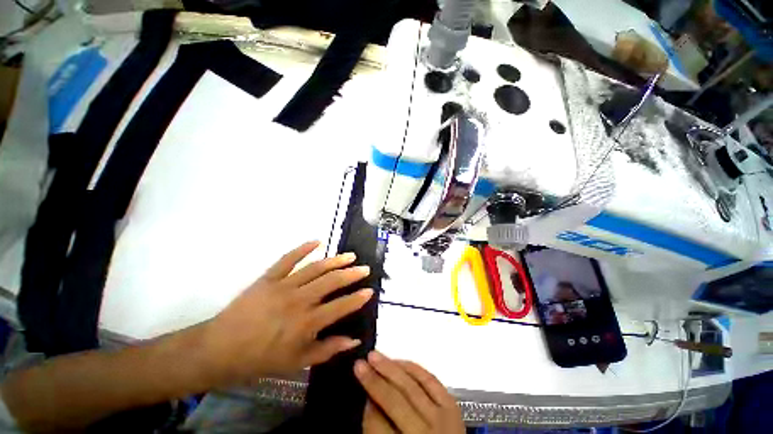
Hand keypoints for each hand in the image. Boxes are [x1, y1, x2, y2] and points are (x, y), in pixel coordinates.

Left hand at [201, 241, 372, 384]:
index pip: (340, 306)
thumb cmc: (261, 359)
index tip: (369, 291)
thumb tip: (354, 340)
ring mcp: (283, 285)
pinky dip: (303, 248)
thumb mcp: (297, 362)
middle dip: (352, 274)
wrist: (221, 349)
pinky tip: (317, 242)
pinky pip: (288, 259)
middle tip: (364, 268)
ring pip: (315, 268)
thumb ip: (328, 349)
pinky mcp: (269, 277)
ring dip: (335, 260)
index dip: (357, 298)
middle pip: (331, 282)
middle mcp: (299, 300)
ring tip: (350, 256)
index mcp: (307, 322)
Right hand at [356, 352, 464, 433]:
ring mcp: (442, 418)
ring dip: (390, 368)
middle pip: (395, 402)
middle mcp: (425, 433)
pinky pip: (430, 380)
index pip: (379, 426)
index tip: (357, 386)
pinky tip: (400, 360)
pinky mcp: (452, 405)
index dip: (366, 406)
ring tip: (374, 355)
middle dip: (374, 381)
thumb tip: (368, 403)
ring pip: (411, 386)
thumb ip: (379, 431)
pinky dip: (414, 368)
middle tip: (359, 364)